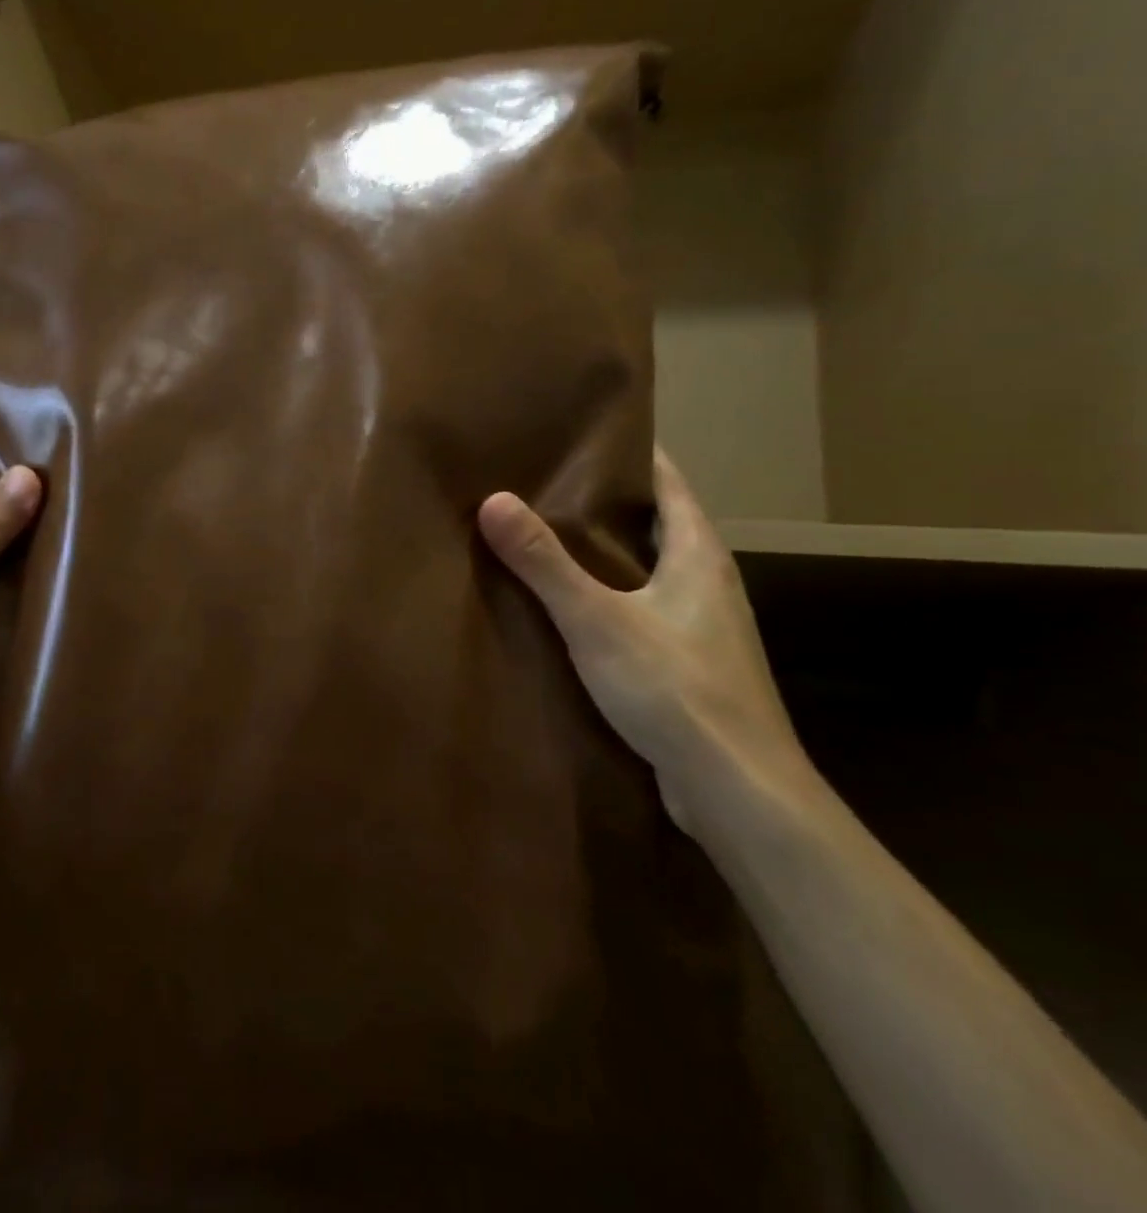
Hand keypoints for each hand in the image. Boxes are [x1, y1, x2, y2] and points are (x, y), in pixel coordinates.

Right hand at [477, 449, 817, 836]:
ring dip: (605, 554)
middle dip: (606, 505)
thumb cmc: (675, 690)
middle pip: (657, 526)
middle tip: (544, 485)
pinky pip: (642, 611)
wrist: (737, 791)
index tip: (582, 438)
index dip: (631, 457)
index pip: (669, 485)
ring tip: (545, 540)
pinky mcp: (687, 666)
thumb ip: (544, 563)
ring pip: (648, 572)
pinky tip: (567, 609)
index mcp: (699, 557)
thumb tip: (493, 500)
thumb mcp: (597, 620)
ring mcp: (701, 628)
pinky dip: (607, 597)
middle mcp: (708, 584)